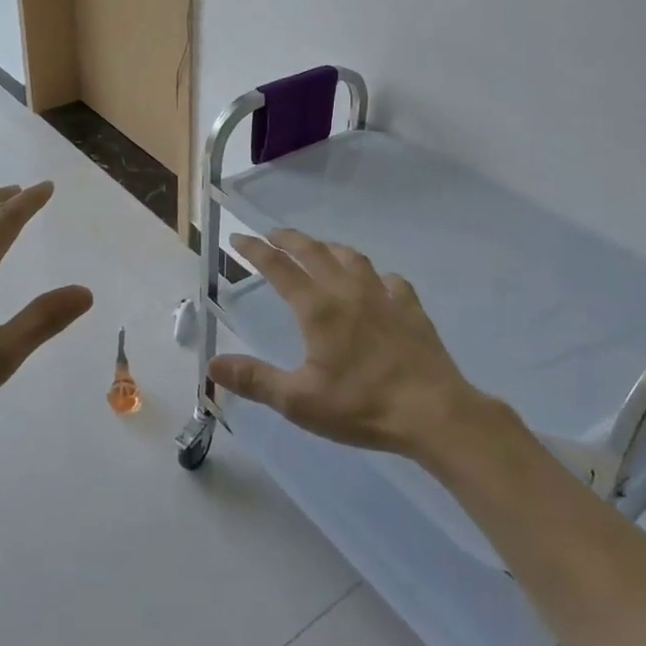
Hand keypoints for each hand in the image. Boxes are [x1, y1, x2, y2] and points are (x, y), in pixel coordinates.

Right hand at [209, 229, 481, 457]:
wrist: (433, 411)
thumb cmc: (362, 406)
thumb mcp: (299, 401)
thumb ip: (255, 380)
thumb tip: (212, 365)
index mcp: (317, 308)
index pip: (278, 268)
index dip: (255, 251)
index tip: (238, 239)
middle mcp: (347, 291)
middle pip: (313, 251)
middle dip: (289, 239)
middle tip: (272, 234)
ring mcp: (383, 296)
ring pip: (351, 258)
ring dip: (329, 248)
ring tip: (319, 249)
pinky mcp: (410, 308)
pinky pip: (389, 280)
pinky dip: (375, 275)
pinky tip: (377, 284)